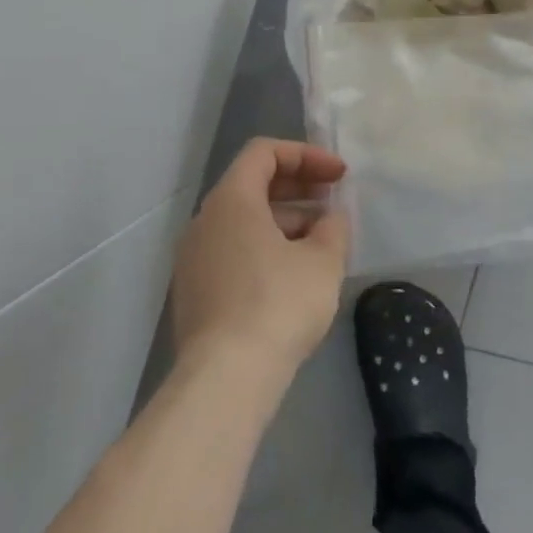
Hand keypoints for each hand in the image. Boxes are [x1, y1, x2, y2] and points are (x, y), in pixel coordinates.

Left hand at [172, 139, 350, 376]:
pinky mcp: (195, 293)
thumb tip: (330, 220)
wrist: (226, 379)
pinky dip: (266, 247)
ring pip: (243, 221)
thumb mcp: (324, 259)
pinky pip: (233, 251)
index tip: (339, 176)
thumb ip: (333, 227)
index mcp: (231, 201)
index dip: (306, 156)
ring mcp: (194, 260)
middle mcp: (204, 222)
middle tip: (333, 202)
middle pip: (252, 185)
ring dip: (285, 221)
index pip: (264, 153)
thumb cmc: (279, 303)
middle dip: (298, 187)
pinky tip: (295, 274)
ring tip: (322, 242)